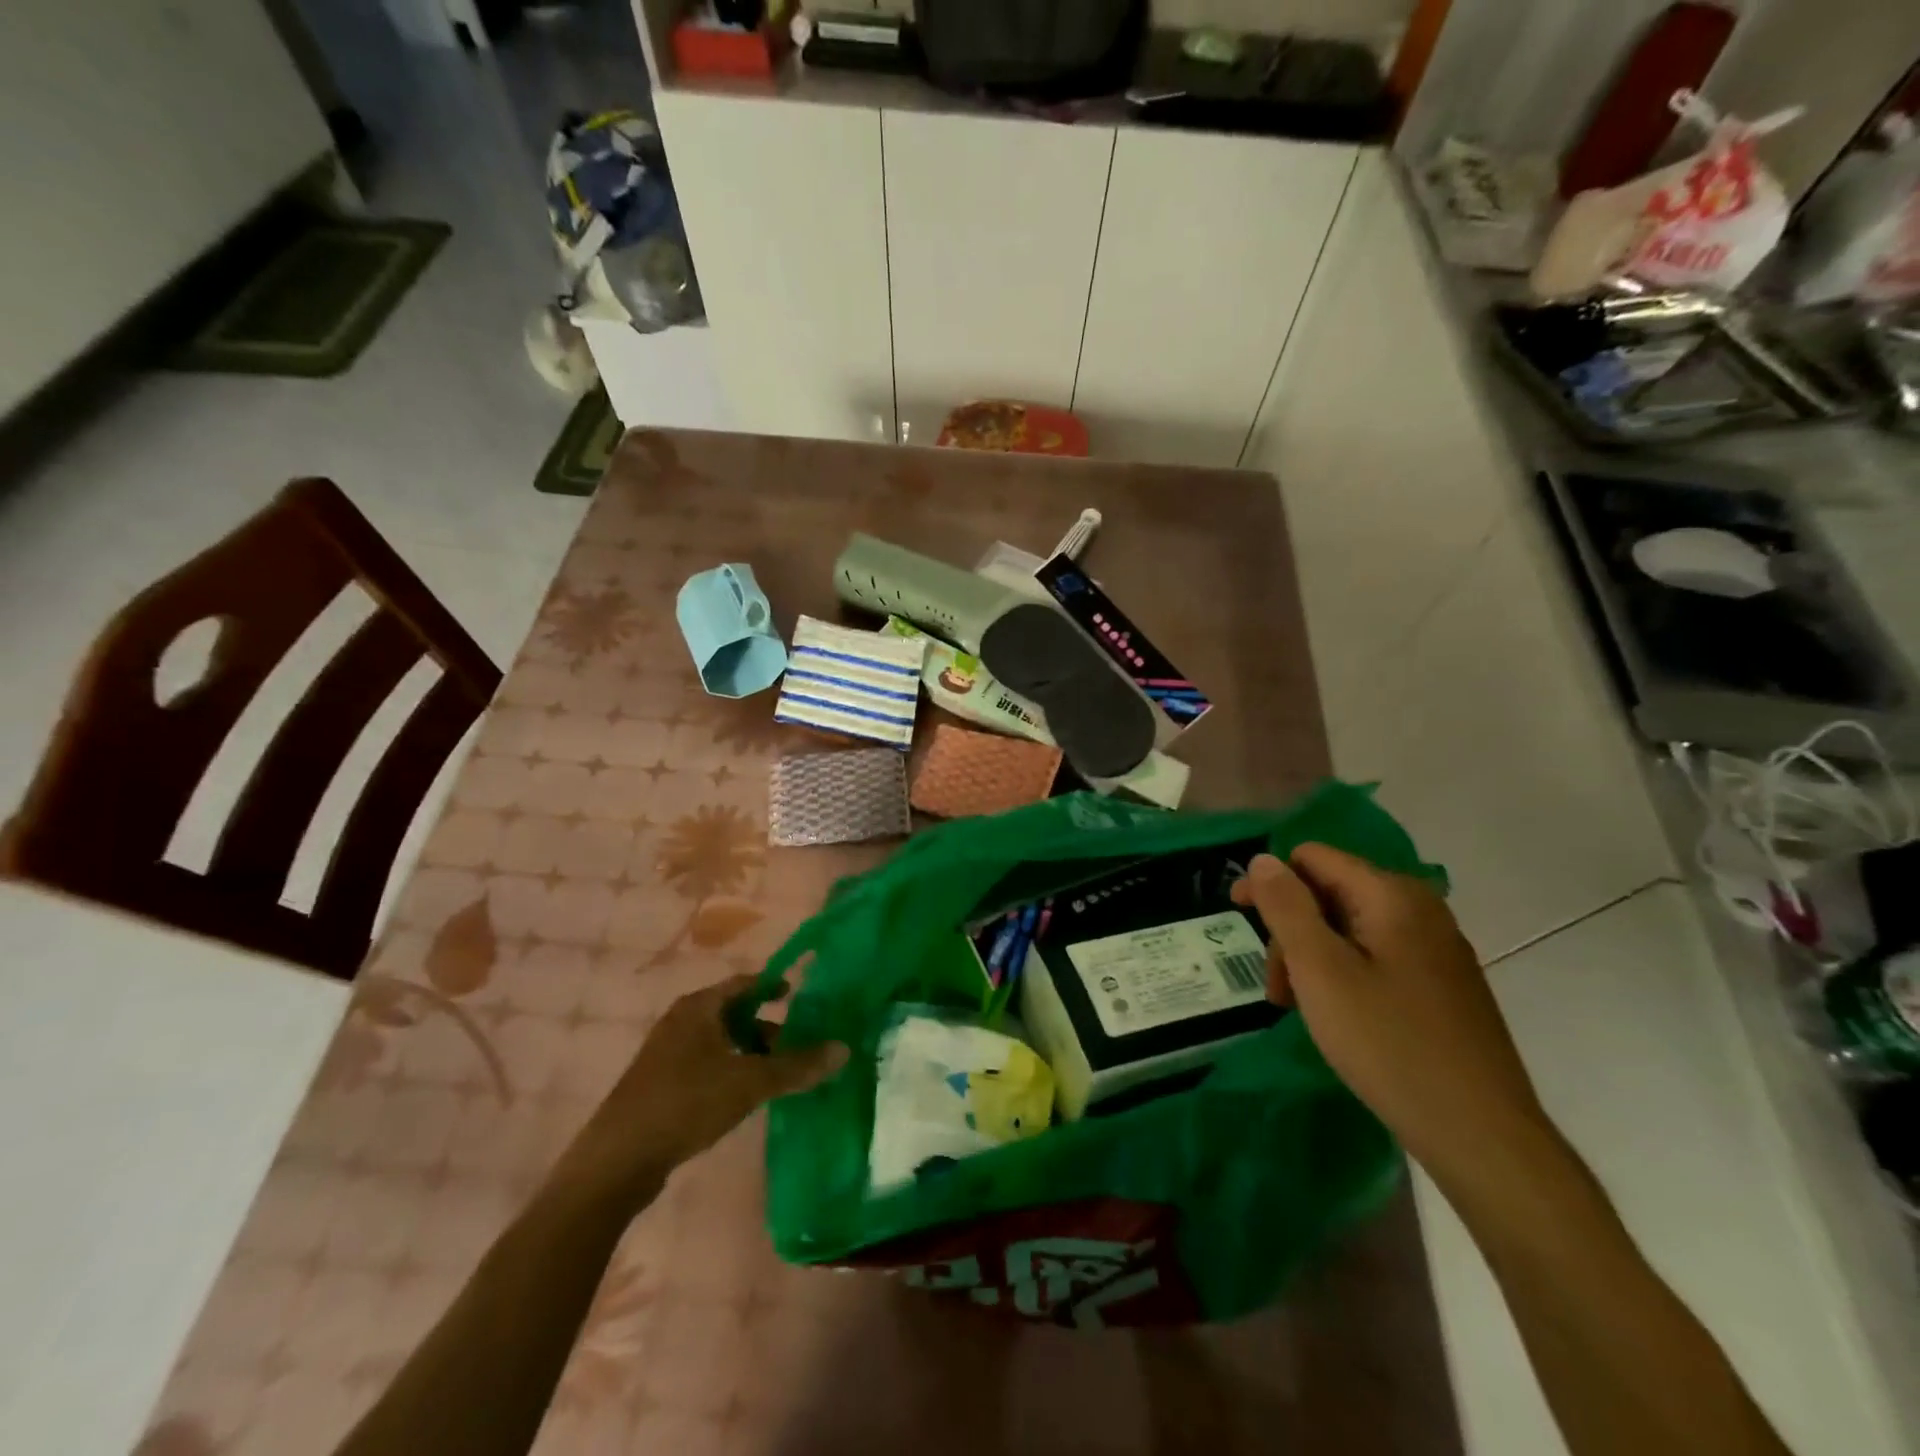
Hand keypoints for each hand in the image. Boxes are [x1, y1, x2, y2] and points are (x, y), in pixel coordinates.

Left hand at [559, 975, 848, 1207]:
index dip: (774, 986)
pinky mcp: (660, 1085)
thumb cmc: (685, 1104)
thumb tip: (844, 1048)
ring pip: (720, 1042)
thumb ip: (796, 1066)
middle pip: (734, 1013)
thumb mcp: (749, 1082)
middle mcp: (681, 1021)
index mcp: (699, 1007)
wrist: (615, 1162)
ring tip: (778, 1075)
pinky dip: (731, 1071)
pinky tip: (745, 1098)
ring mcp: (667, 1054)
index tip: (800, 996)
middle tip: (798, 1044)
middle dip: (767, 1027)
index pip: (745, 983)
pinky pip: (706, 1065)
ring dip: (750, 1053)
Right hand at [1231, 846, 1552, 1187]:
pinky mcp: (1442, 985)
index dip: (1269, 881)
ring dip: (1311, 958)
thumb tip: (1262, 859)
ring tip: (1299, 1009)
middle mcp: (1419, 909)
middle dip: (1291, 931)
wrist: (1480, 1134)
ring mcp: (1435, 949)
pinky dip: (1342, 976)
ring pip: (1349, 929)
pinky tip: (1336, 1017)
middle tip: (1275, 988)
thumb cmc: (1389, 1044)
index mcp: (1392, 895)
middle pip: (1329, 893)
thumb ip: (1286, 907)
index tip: (1239, 917)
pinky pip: (1375, 957)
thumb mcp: (1319, 970)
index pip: (1312, 858)